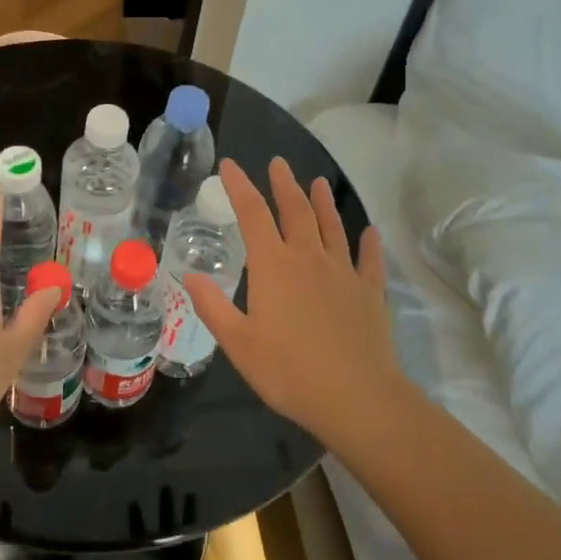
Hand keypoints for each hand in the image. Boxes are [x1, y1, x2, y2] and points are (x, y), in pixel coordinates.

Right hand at [183, 157, 401, 440]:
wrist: (355, 396)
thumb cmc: (288, 370)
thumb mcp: (238, 342)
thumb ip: (213, 306)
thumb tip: (190, 275)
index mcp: (273, 265)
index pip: (252, 214)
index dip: (240, 186)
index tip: (230, 165)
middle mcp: (308, 258)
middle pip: (296, 210)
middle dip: (284, 184)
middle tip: (279, 163)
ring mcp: (343, 272)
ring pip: (332, 227)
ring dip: (323, 203)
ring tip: (318, 182)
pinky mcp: (370, 291)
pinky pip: (369, 259)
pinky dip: (368, 243)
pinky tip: (370, 232)